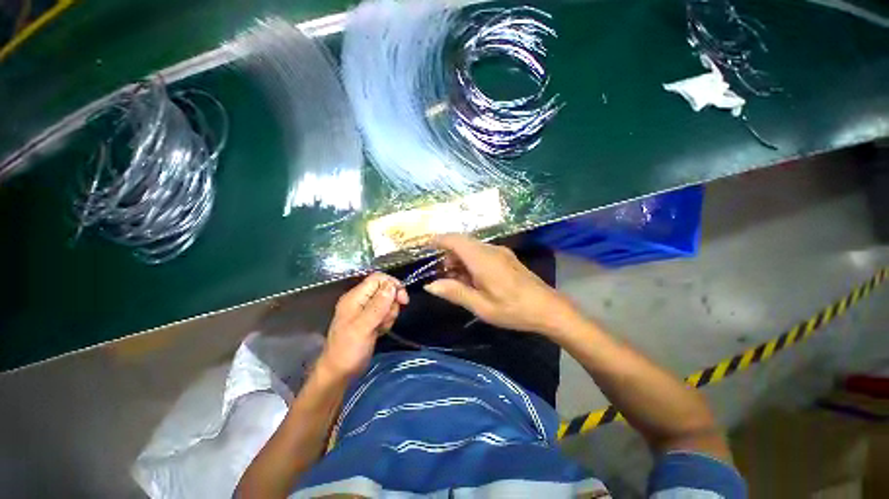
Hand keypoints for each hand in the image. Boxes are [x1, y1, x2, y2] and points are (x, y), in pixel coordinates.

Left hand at [317, 273, 408, 380]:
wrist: (339, 373)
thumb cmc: (348, 350)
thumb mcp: (363, 327)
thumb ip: (378, 305)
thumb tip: (391, 286)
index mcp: (355, 297)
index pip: (378, 279)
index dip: (392, 285)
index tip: (403, 299)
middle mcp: (361, 300)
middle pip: (385, 290)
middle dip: (391, 304)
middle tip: (386, 319)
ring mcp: (366, 311)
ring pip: (388, 302)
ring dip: (389, 314)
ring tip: (380, 327)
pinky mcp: (371, 320)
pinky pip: (385, 313)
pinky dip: (386, 321)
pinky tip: (380, 331)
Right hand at [423, 234, 578, 335]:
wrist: (548, 308)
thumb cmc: (513, 309)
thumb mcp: (481, 306)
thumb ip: (455, 293)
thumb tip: (430, 285)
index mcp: (482, 259)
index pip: (455, 240)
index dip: (439, 240)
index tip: (426, 247)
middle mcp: (491, 250)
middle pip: (463, 242)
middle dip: (448, 254)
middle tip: (442, 274)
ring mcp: (500, 252)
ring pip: (472, 247)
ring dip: (460, 258)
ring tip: (456, 280)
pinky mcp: (506, 257)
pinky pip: (482, 252)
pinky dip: (471, 261)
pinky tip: (473, 279)